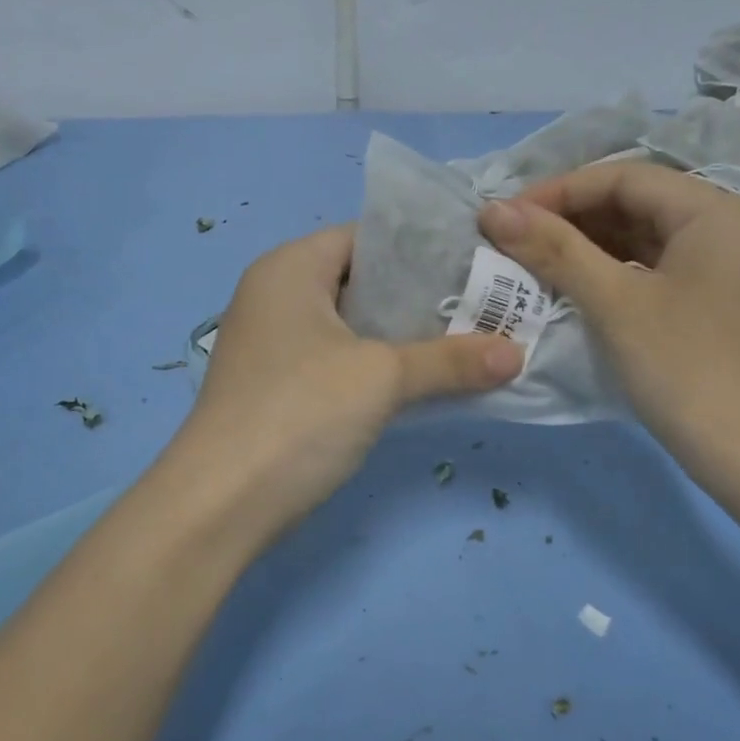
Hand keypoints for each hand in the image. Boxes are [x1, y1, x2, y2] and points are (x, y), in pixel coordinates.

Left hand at [172, 225, 523, 536]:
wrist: (221, 504)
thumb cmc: (299, 413)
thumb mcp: (382, 377)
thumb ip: (451, 359)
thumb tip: (518, 354)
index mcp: (290, 268)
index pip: (367, 236)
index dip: (423, 246)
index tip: (477, 263)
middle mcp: (277, 295)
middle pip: (363, 280)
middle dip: (423, 295)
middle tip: (483, 305)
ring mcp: (275, 344)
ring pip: (354, 325)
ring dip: (405, 336)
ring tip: (468, 340)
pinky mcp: (280, 386)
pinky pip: (341, 360)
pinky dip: (380, 366)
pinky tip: (425, 381)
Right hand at [478, 161, 739, 462]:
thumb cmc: (686, 369)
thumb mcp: (614, 303)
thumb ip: (554, 250)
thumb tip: (493, 210)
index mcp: (719, 212)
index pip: (626, 178)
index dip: (560, 191)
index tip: (508, 216)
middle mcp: (737, 227)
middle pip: (642, 204)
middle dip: (576, 219)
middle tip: (519, 241)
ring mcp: (739, 267)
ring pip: (653, 239)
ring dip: (596, 247)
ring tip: (540, 263)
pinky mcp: (732, 302)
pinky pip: (668, 269)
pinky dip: (623, 273)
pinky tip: (584, 288)